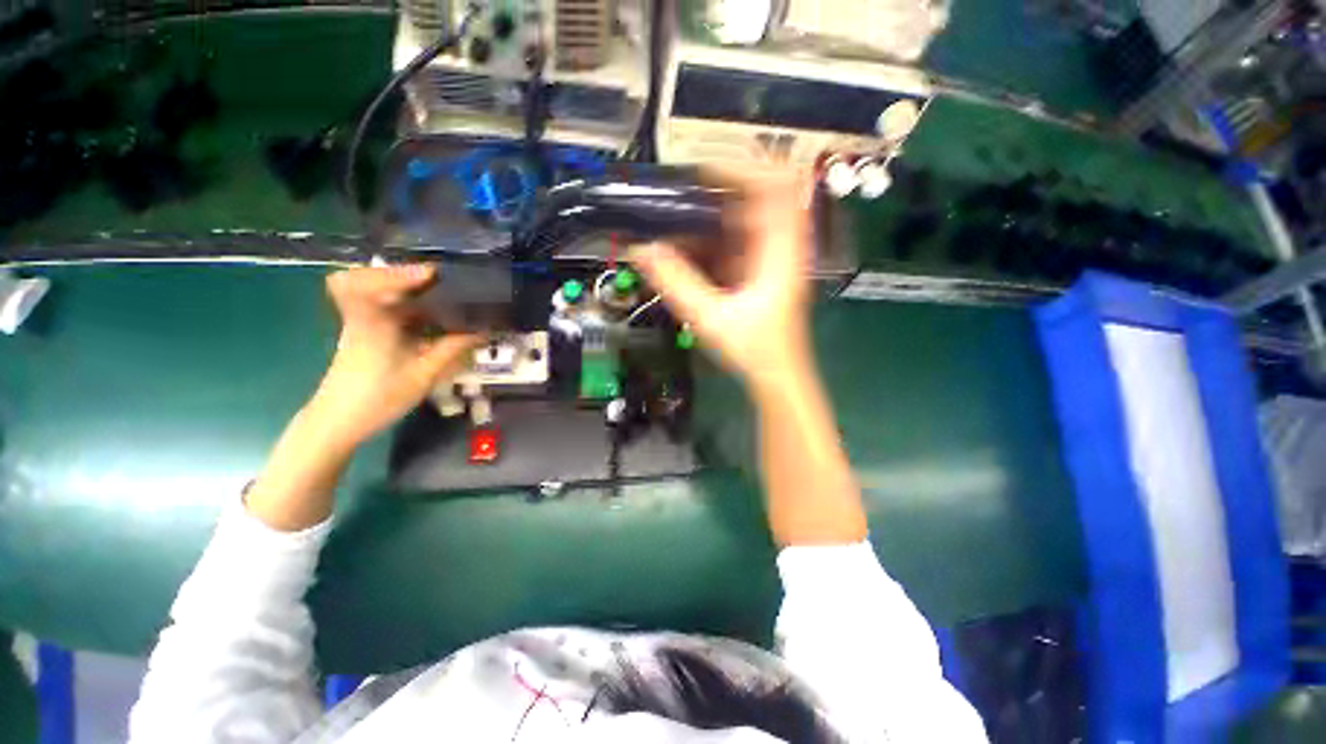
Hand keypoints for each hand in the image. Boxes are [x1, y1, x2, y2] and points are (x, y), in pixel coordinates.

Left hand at [306, 264, 479, 452]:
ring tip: (443, 294)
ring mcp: (362, 324)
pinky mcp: (367, 333)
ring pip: (380, 293)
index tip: (432, 274)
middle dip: (406, 275)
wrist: (338, 422)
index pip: (362, 283)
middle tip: (442, 281)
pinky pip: (386, 308)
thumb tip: (484, 330)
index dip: (395, 273)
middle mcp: (363, 316)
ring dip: (409, 289)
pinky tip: (431, 315)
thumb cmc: (378, 398)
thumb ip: (452, 348)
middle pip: (371, 279)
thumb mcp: (423, 375)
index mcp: (370, 323)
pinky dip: (407, 304)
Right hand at [629, 169, 815, 392]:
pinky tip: (699, 247)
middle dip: (728, 189)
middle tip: (691, 191)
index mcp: (781, 252)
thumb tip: (642, 250)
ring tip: (688, 216)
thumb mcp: (710, 316)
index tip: (705, 169)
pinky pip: (746, 242)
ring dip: (723, 214)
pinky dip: (723, 238)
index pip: (775, 187)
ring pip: (754, 219)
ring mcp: (777, 260)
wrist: (778, 375)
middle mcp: (784, 248)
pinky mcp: (767, 272)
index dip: (743, 168)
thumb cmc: (753, 348)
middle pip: (764, 197)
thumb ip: (676, 283)